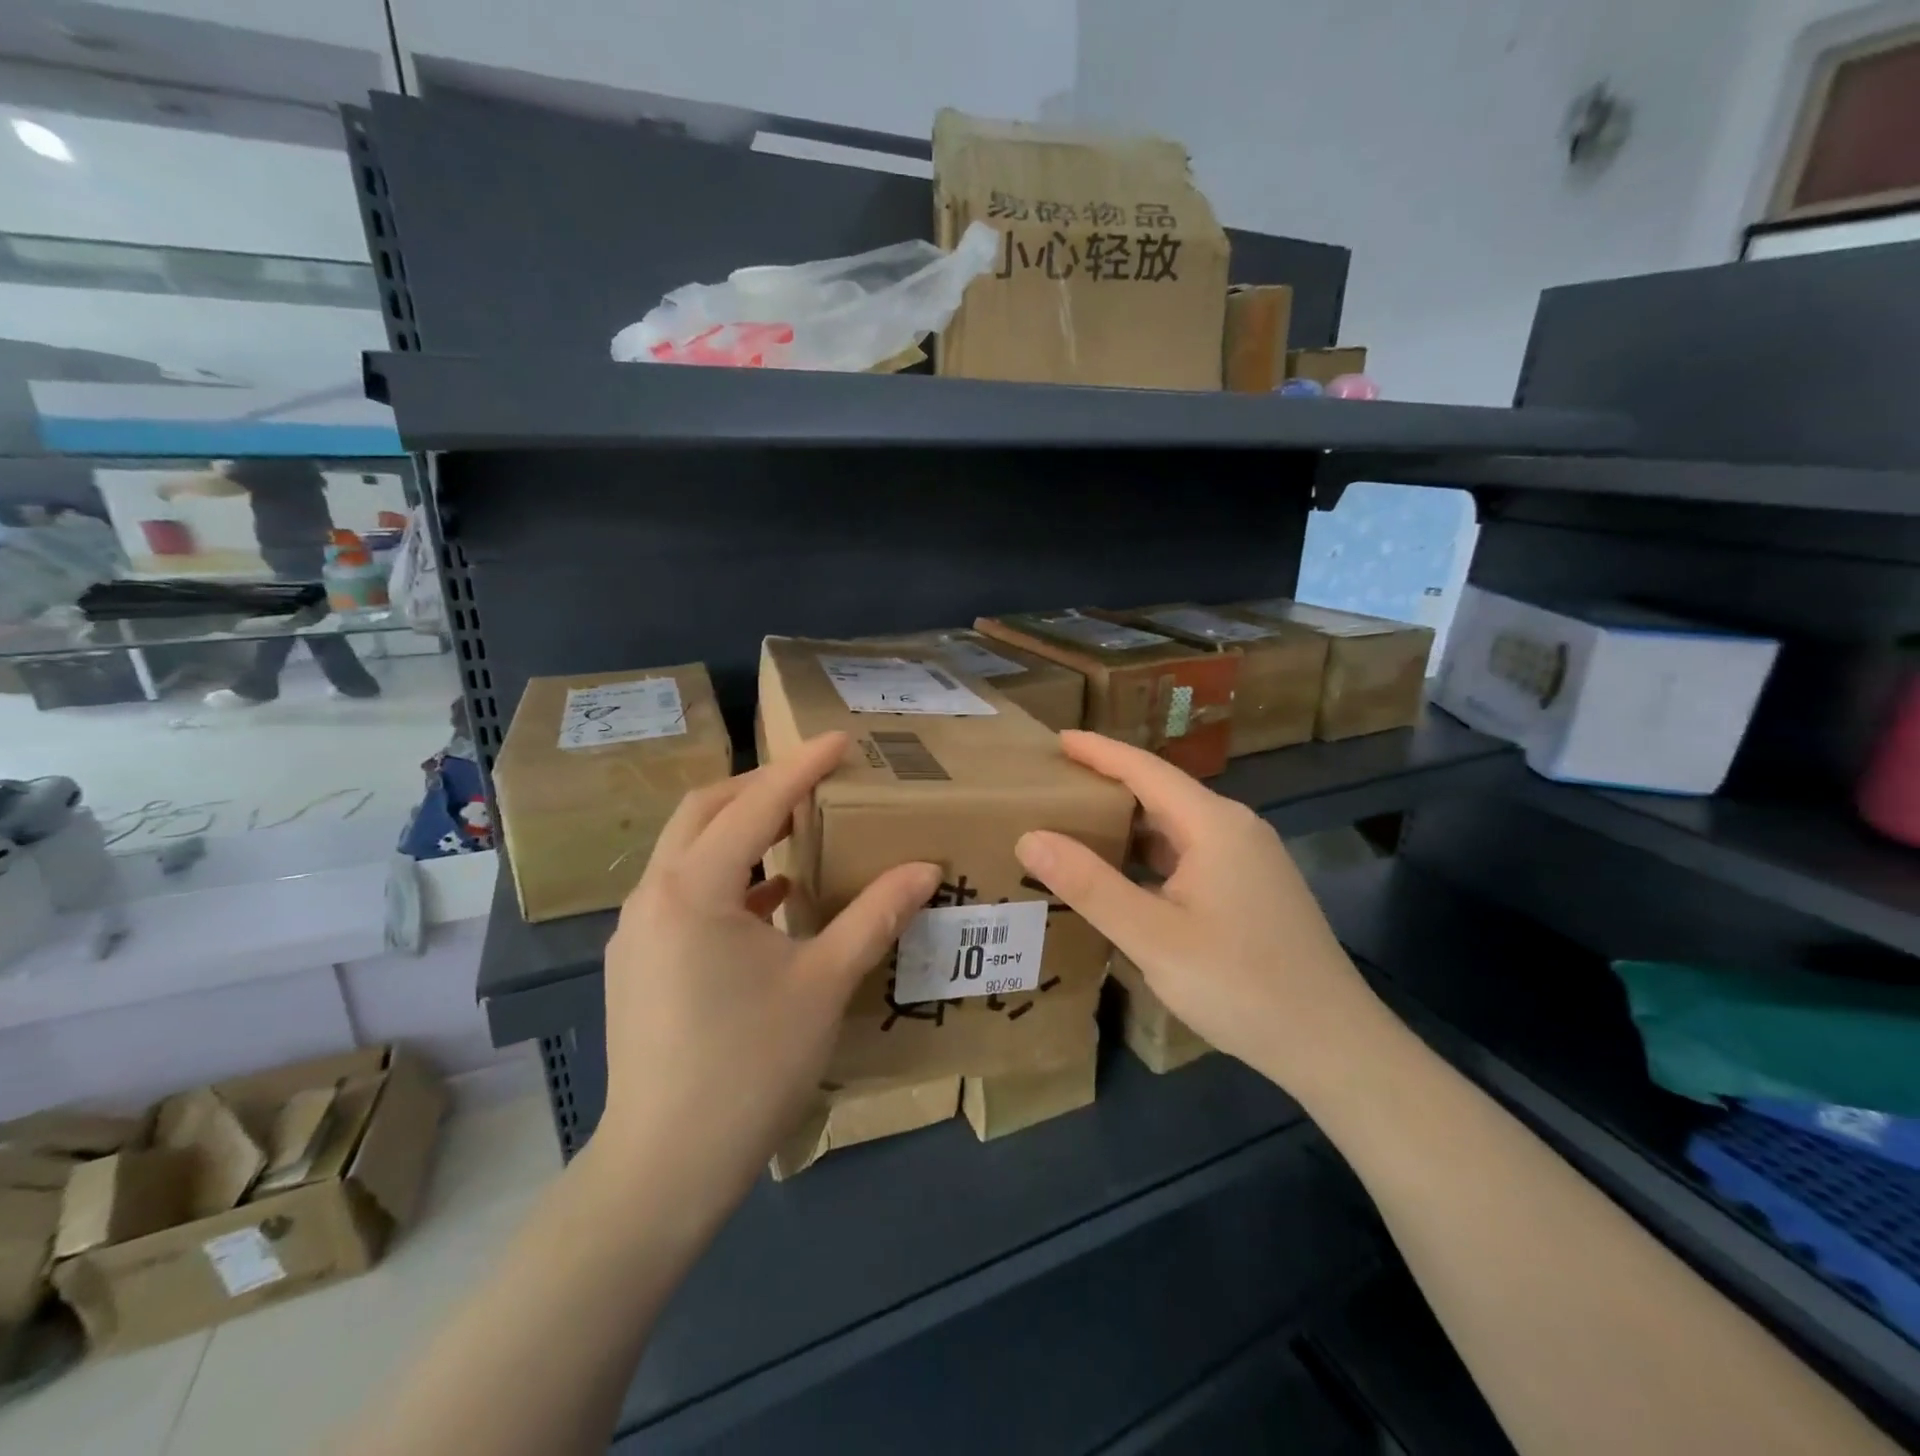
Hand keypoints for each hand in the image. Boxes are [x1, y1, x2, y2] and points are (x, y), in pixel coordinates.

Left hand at [598, 732, 939, 1198]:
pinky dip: (726, 877)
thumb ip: (874, 915)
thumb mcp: (823, 983)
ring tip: (794, 829)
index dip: (802, 767)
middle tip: (813, 780)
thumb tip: (925, 868)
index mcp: (695, 889)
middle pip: (705, 811)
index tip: (841, 740)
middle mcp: (654, 895)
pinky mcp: (636, 963)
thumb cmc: (749, 1066)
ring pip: (687, 850)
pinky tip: (769, 900)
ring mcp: (636, 931)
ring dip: (739, 829)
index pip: (756, 804)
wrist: (663, 1168)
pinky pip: (682, 892)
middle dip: (759, 785)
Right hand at [1014, 731, 1389, 1099]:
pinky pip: (1191, 855)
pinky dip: (1151, 856)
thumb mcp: (1152, 936)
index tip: (1056, 739)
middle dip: (1108, 786)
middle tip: (1054, 788)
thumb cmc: (1240, 983)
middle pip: (1162, 793)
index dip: (1098, 751)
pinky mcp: (1253, 890)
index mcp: (1214, 824)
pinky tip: (1124, 878)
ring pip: (1177, 828)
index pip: (1145, 769)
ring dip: (1129, 825)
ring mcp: (1249, 860)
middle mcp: (1235, 829)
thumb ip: (1089, 885)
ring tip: (1077, 828)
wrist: (1333, 1044)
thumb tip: (1030, 837)